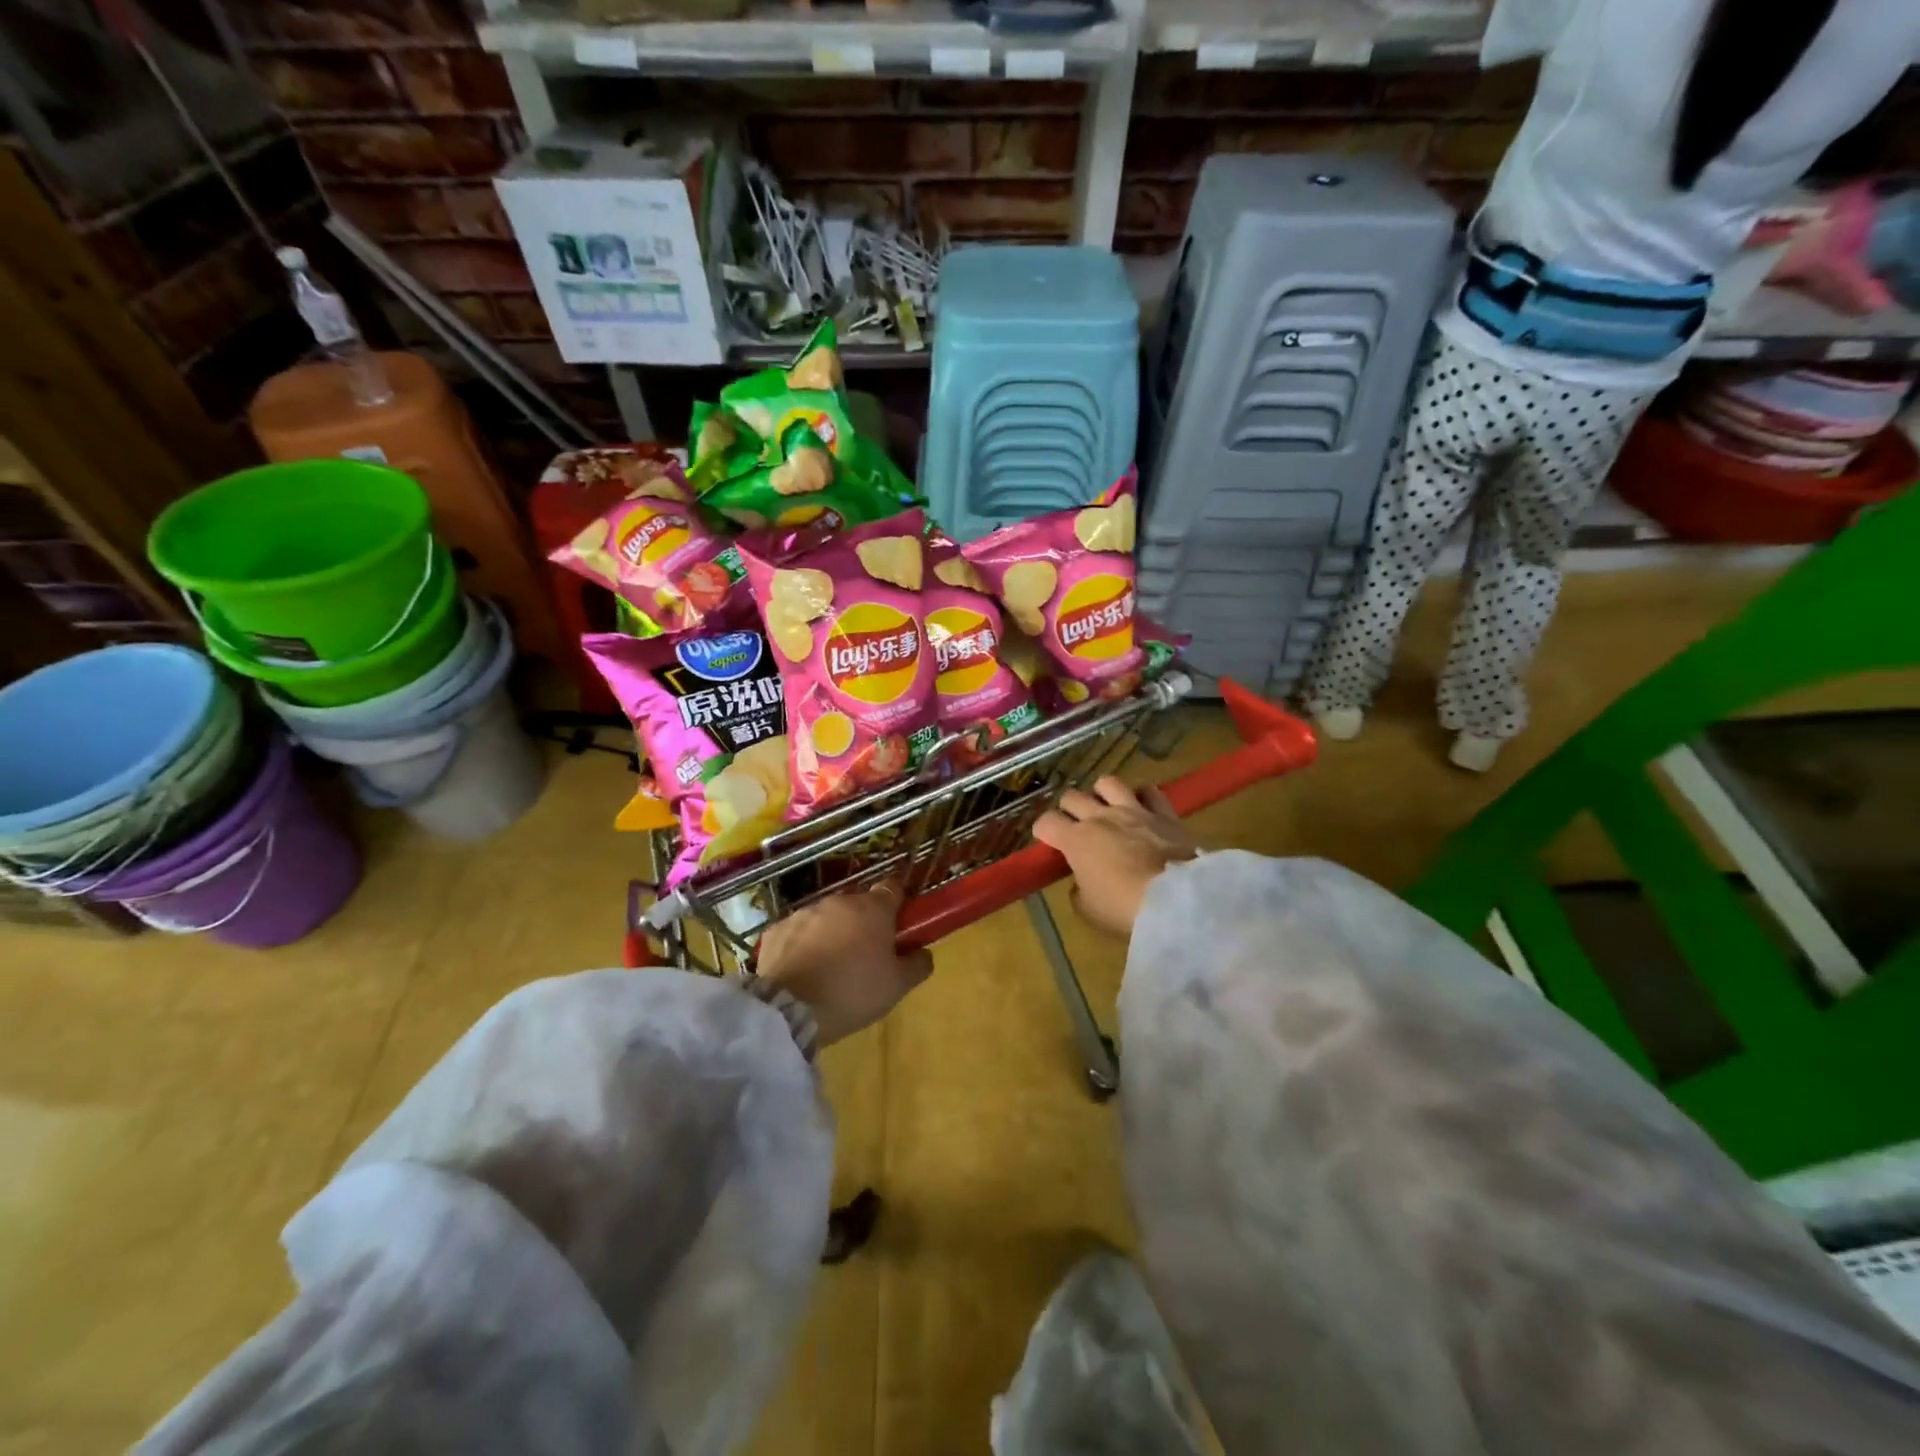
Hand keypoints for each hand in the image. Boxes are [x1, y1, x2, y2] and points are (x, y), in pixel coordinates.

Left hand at [756, 879, 933, 1046]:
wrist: (790, 1009)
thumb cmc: (853, 992)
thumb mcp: (897, 986)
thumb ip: (918, 964)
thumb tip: (924, 952)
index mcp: (873, 909)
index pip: (892, 888)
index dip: (897, 904)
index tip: (898, 924)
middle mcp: (838, 902)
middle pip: (858, 905)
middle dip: (863, 924)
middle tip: (865, 955)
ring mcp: (804, 913)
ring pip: (826, 918)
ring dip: (832, 933)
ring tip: (830, 967)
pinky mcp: (776, 930)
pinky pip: (797, 933)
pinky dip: (802, 945)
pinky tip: (802, 971)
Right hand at [1032, 776, 1196, 936]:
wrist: (1176, 900)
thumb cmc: (1124, 908)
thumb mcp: (1088, 910)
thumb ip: (1079, 891)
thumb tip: (1082, 882)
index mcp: (1076, 840)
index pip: (1046, 822)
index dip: (1043, 830)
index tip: (1048, 841)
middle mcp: (1100, 817)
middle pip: (1072, 797)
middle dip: (1068, 810)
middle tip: (1075, 827)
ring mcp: (1133, 810)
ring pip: (1107, 783)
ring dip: (1101, 794)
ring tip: (1105, 808)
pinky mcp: (1163, 812)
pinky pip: (1149, 791)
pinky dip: (1141, 795)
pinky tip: (1141, 806)